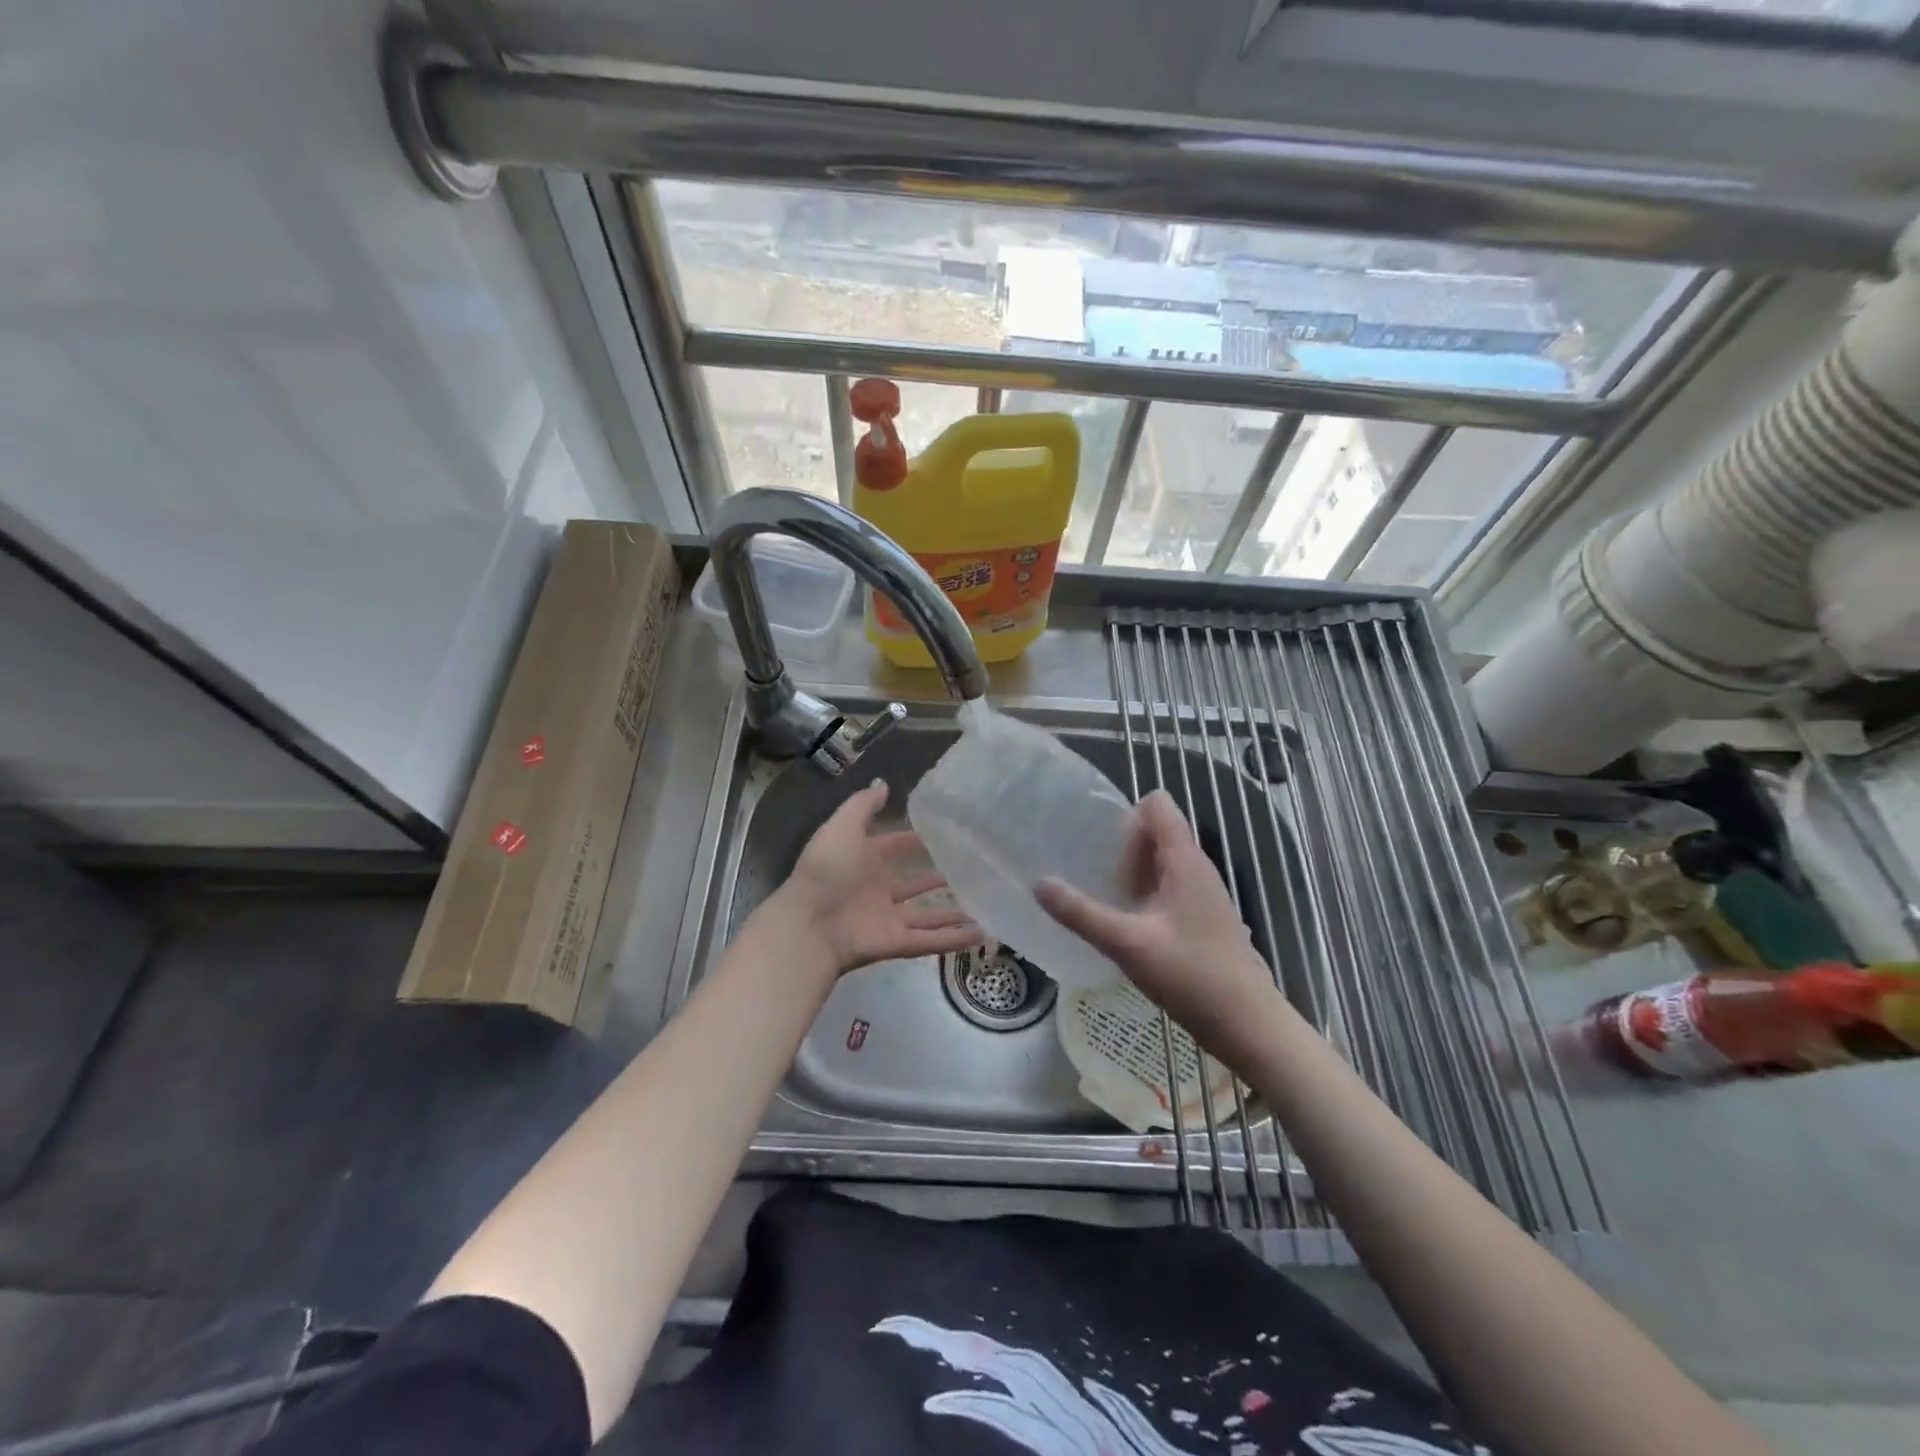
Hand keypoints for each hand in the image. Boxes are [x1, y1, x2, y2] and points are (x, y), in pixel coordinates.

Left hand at [767, 780, 980, 975]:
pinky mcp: (897, 943)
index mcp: (863, 860)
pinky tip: (982, 933)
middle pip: (913, 884)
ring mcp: (888, 918)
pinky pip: (931, 940)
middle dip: (937, 877)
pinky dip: (955, 939)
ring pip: (928, 915)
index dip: (914, 840)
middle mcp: (878, 889)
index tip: (944, 833)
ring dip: (953, 912)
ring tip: (984, 905)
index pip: (894, 846)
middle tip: (971, 869)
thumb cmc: (827, 869)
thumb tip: (884, 783)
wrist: (810, 923)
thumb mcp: (842, 826)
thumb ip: (864, 805)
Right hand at [1035, 790, 1277, 1051]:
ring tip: (1103, 900)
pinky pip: (1168, 889)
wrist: (1247, 1025)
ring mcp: (1202, 894)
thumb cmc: (1191, 975)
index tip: (1100, 845)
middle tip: (1093, 877)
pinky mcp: (1202, 919)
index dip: (1126, 815)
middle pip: (1156, 833)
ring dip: (1132, 874)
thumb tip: (1039, 883)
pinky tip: (1126, 927)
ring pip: (1161, 863)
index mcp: (1185, 860)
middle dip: (1122, 847)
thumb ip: (1081, 913)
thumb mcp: (1127, 943)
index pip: (1157, 805)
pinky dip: (1145, 896)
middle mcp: (1197, 868)